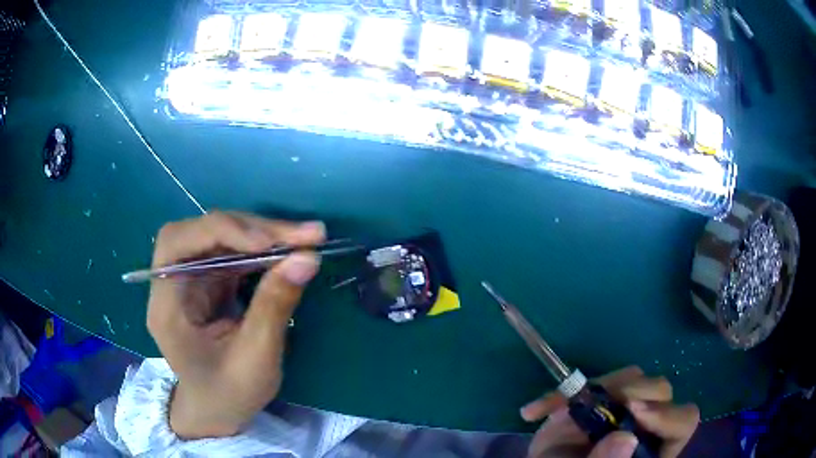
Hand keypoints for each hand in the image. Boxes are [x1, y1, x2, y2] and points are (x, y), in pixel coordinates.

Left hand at [146, 212, 325, 438]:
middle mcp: (172, 283)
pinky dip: (263, 248)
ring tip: (305, 238)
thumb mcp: (255, 359)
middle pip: (201, 232)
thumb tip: (307, 258)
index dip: (219, 231)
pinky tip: (287, 252)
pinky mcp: (209, 280)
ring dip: (263, 234)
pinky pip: (234, 252)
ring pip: (222, 236)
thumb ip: (275, 306)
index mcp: (166, 306)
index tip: (268, 244)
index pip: (176, 244)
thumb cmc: (229, 393)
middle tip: (303, 235)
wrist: (218, 409)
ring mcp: (191, 278)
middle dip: (251, 228)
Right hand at [521, 366, 698, 457]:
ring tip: (564, 409)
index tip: (636, 412)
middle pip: (661, 392)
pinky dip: (563, 393)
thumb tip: (626, 438)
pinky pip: (592, 383)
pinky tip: (537, 411)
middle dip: (636, 392)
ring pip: (633, 378)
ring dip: (601, 388)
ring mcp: (624, 407)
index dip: (667, 414)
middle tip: (604, 403)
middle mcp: (647, 423)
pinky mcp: (598, 398)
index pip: (683, 421)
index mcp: (655, 446)